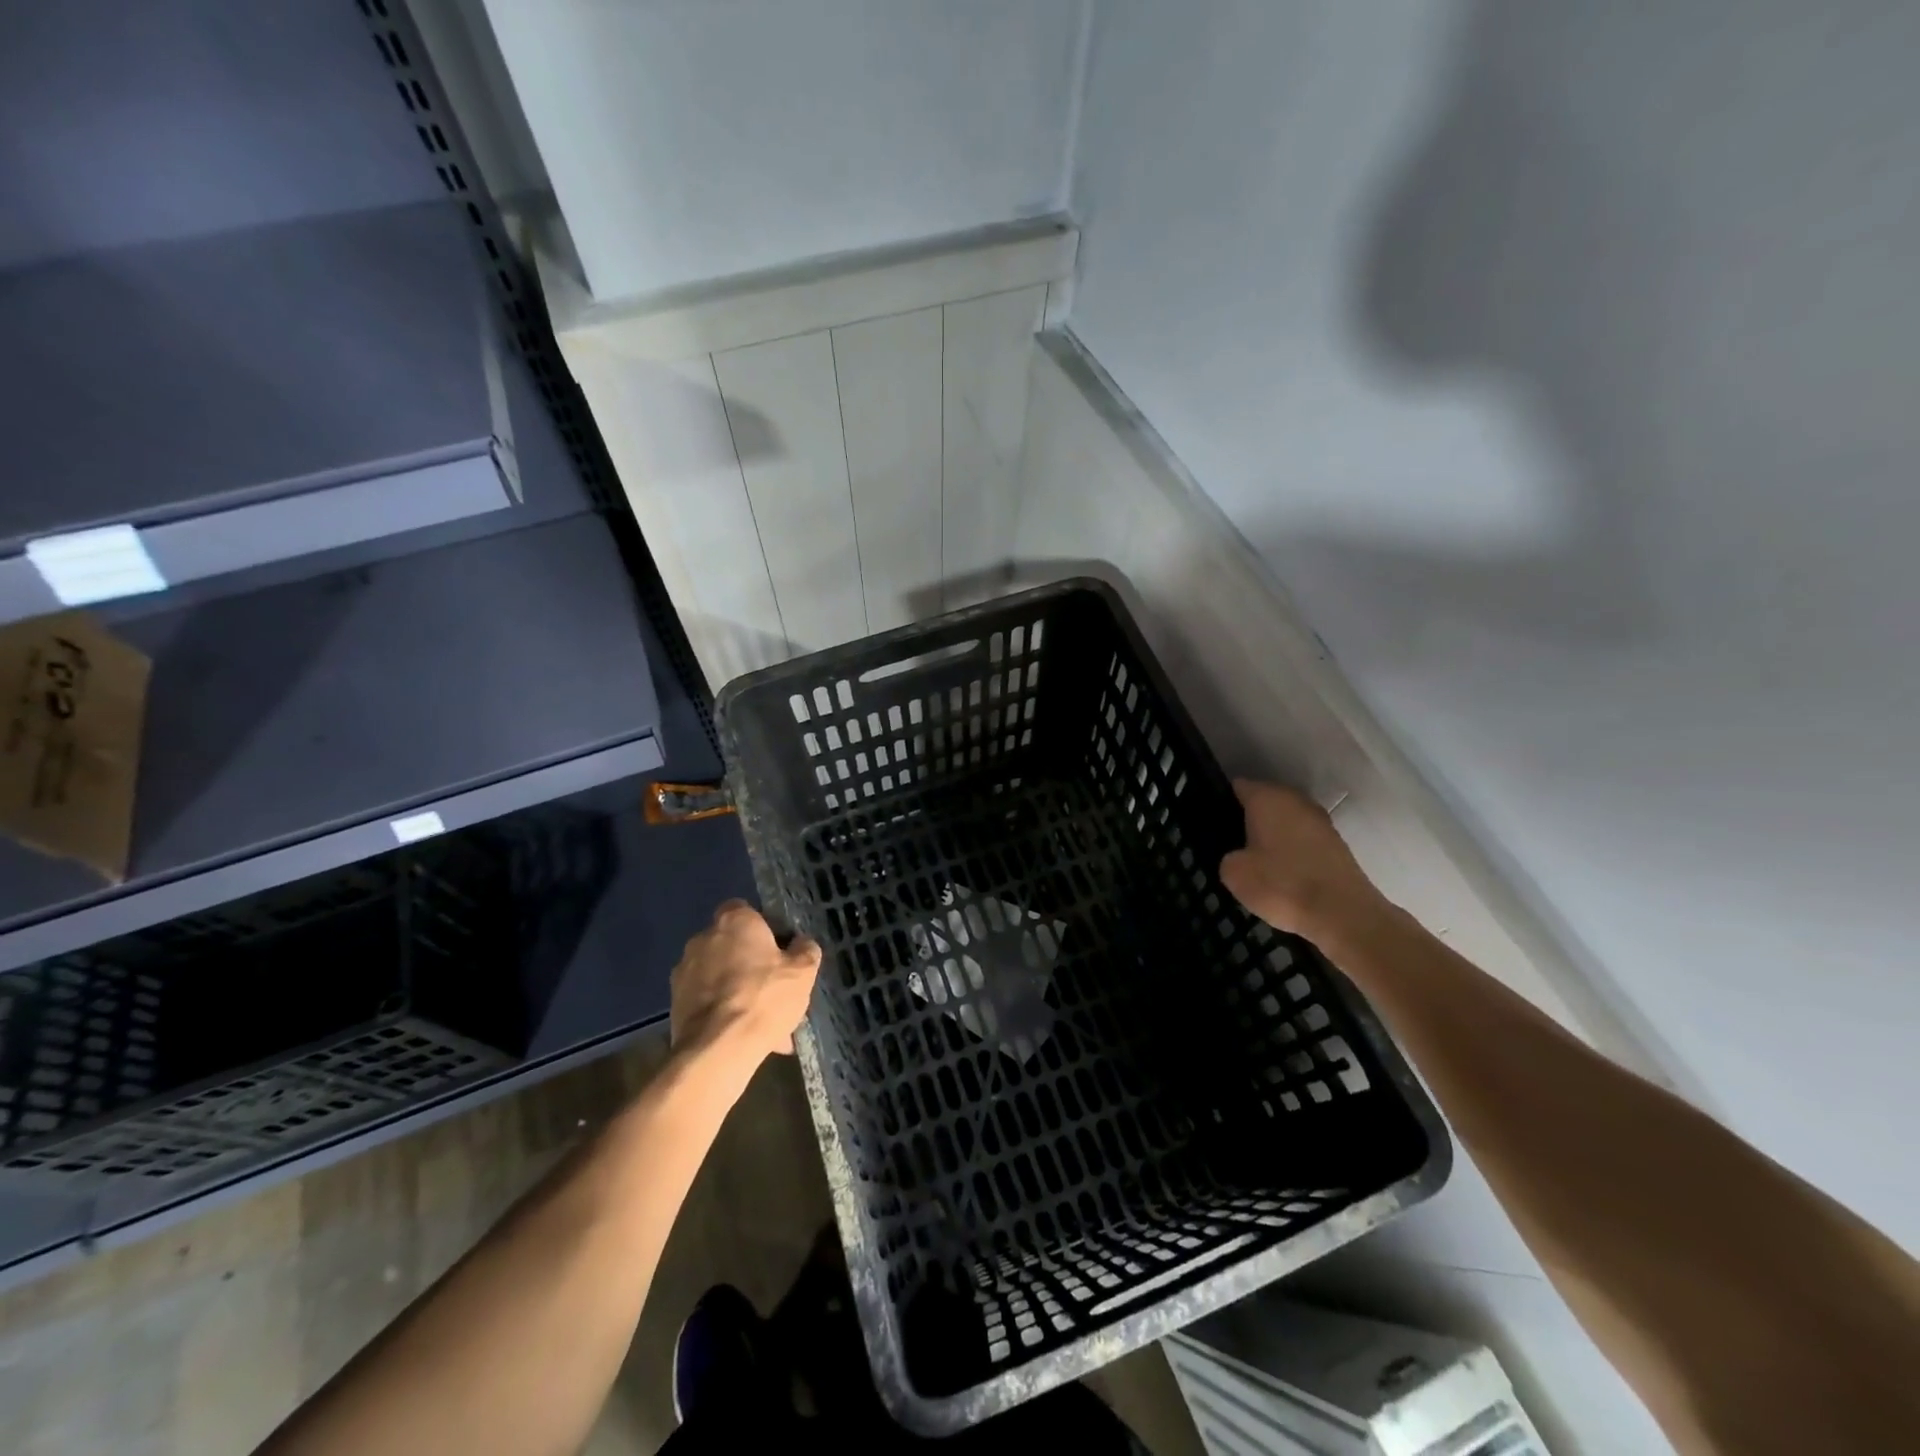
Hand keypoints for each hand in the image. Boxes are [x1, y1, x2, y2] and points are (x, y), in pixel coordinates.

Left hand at [670, 901, 821, 1059]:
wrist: (717, 1050)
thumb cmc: (764, 998)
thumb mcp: (802, 972)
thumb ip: (805, 950)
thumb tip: (801, 944)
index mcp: (734, 921)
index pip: (745, 910)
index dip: (763, 928)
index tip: (779, 951)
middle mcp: (703, 938)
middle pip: (732, 945)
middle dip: (750, 964)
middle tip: (773, 989)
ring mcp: (684, 971)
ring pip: (719, 976)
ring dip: (736, 990)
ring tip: (761, 1022)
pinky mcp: (674, 1003)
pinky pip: (707, 1001)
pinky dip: (722, 1012)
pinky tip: (743, 1036)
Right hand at [1219, 780, 1390, 943]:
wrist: (1343, 914)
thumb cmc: (1282, 885)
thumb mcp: (1234, 873)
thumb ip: (1228, 856)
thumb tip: (1238, 855)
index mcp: (1267, 798)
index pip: (1237, 787)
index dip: (1221, 803)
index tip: (1212, 823)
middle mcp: (1295, 800)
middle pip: (1263, 802)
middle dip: (1247, 819)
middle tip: (1230, 844)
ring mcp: (1320, 820)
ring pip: (1285, 821)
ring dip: (1271, 835)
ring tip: (1254, 861)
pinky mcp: (1335, 843)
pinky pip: (1302, 839)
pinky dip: (1291, 850)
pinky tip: (1281, 872)